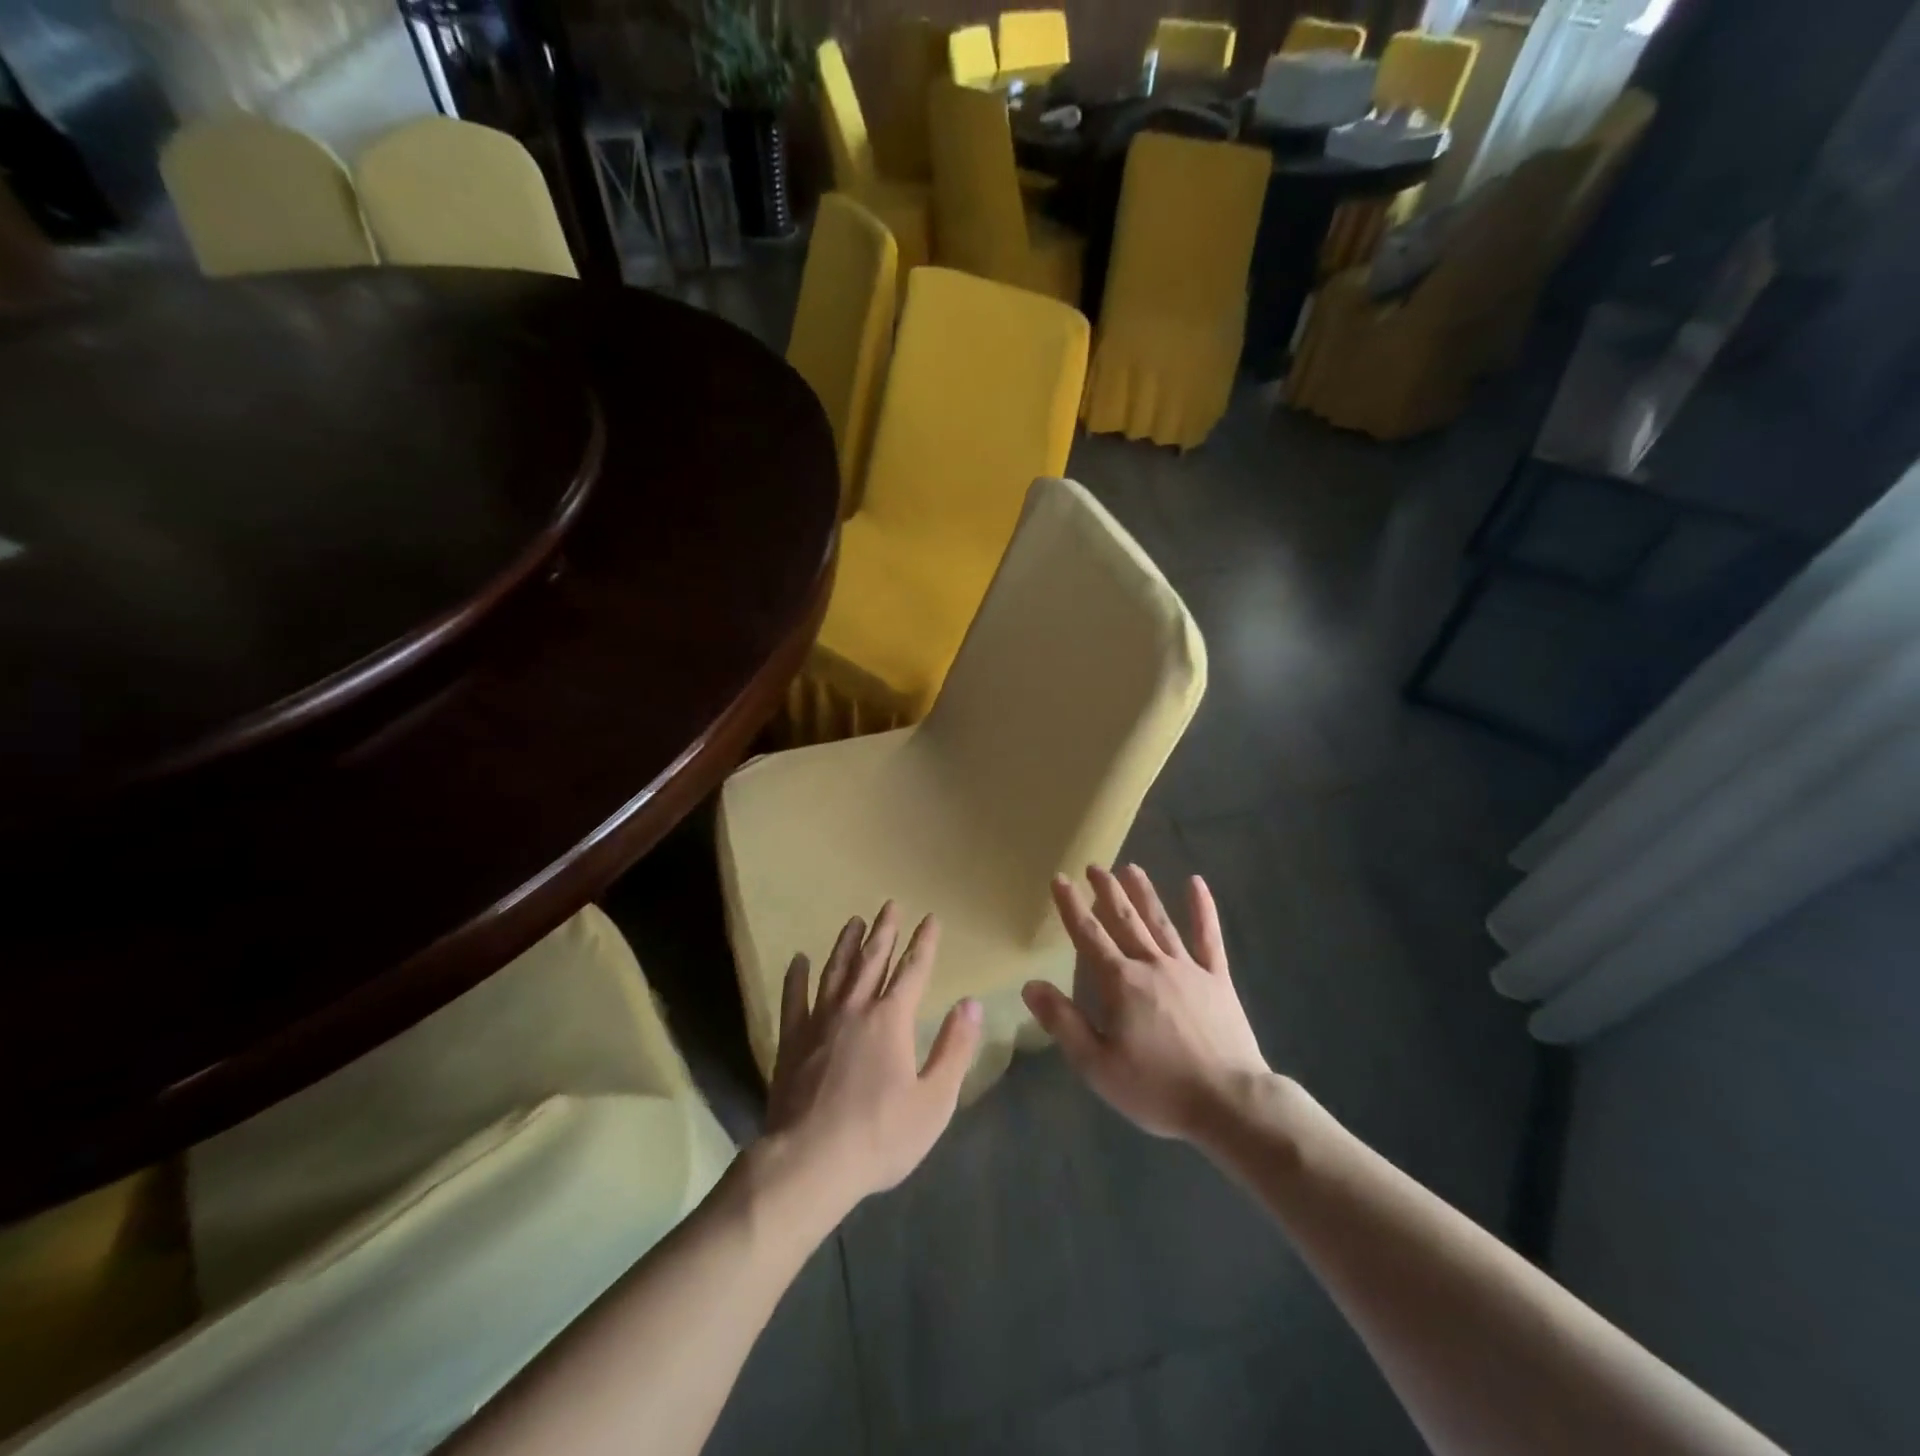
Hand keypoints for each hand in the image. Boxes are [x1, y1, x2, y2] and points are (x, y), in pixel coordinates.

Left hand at [760, 903, 982, 1223]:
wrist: (808, 1163)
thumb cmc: (879, 1136)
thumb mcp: (934, 1101)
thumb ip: (954, 1048)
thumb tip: (971, 1003)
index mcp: (891, 1020)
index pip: (914, 970)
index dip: (925, 942)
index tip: (931, 917)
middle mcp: (855, 1008)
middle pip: (873, 959)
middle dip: (885, 930)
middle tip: (890, 904)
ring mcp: (819, 1022)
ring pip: (835, 971)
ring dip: (847, 944)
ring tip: (854, 921)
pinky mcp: (792, 1041)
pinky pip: (794, 999)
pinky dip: (796, 977)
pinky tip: (798, 960)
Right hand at [1022, 865, 1268, 1141]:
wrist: (1229, 1103)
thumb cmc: (1157, 1088)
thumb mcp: (1097, 1065)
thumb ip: (1063, 1022)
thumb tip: (1030, 984)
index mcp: (1120, 983)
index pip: (1089, 935)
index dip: (1071, 907)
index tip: (1060, 879)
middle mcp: (1151, 965)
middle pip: (1124, 920)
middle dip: (1107, 892)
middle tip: (1095, 866)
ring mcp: (1188, 969)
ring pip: (1160, 921)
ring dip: (1144, 893)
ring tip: (1131, 868)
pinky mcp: (1218, 980)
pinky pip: (1209, 938)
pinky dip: (1203, 909)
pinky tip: (1197, 883)